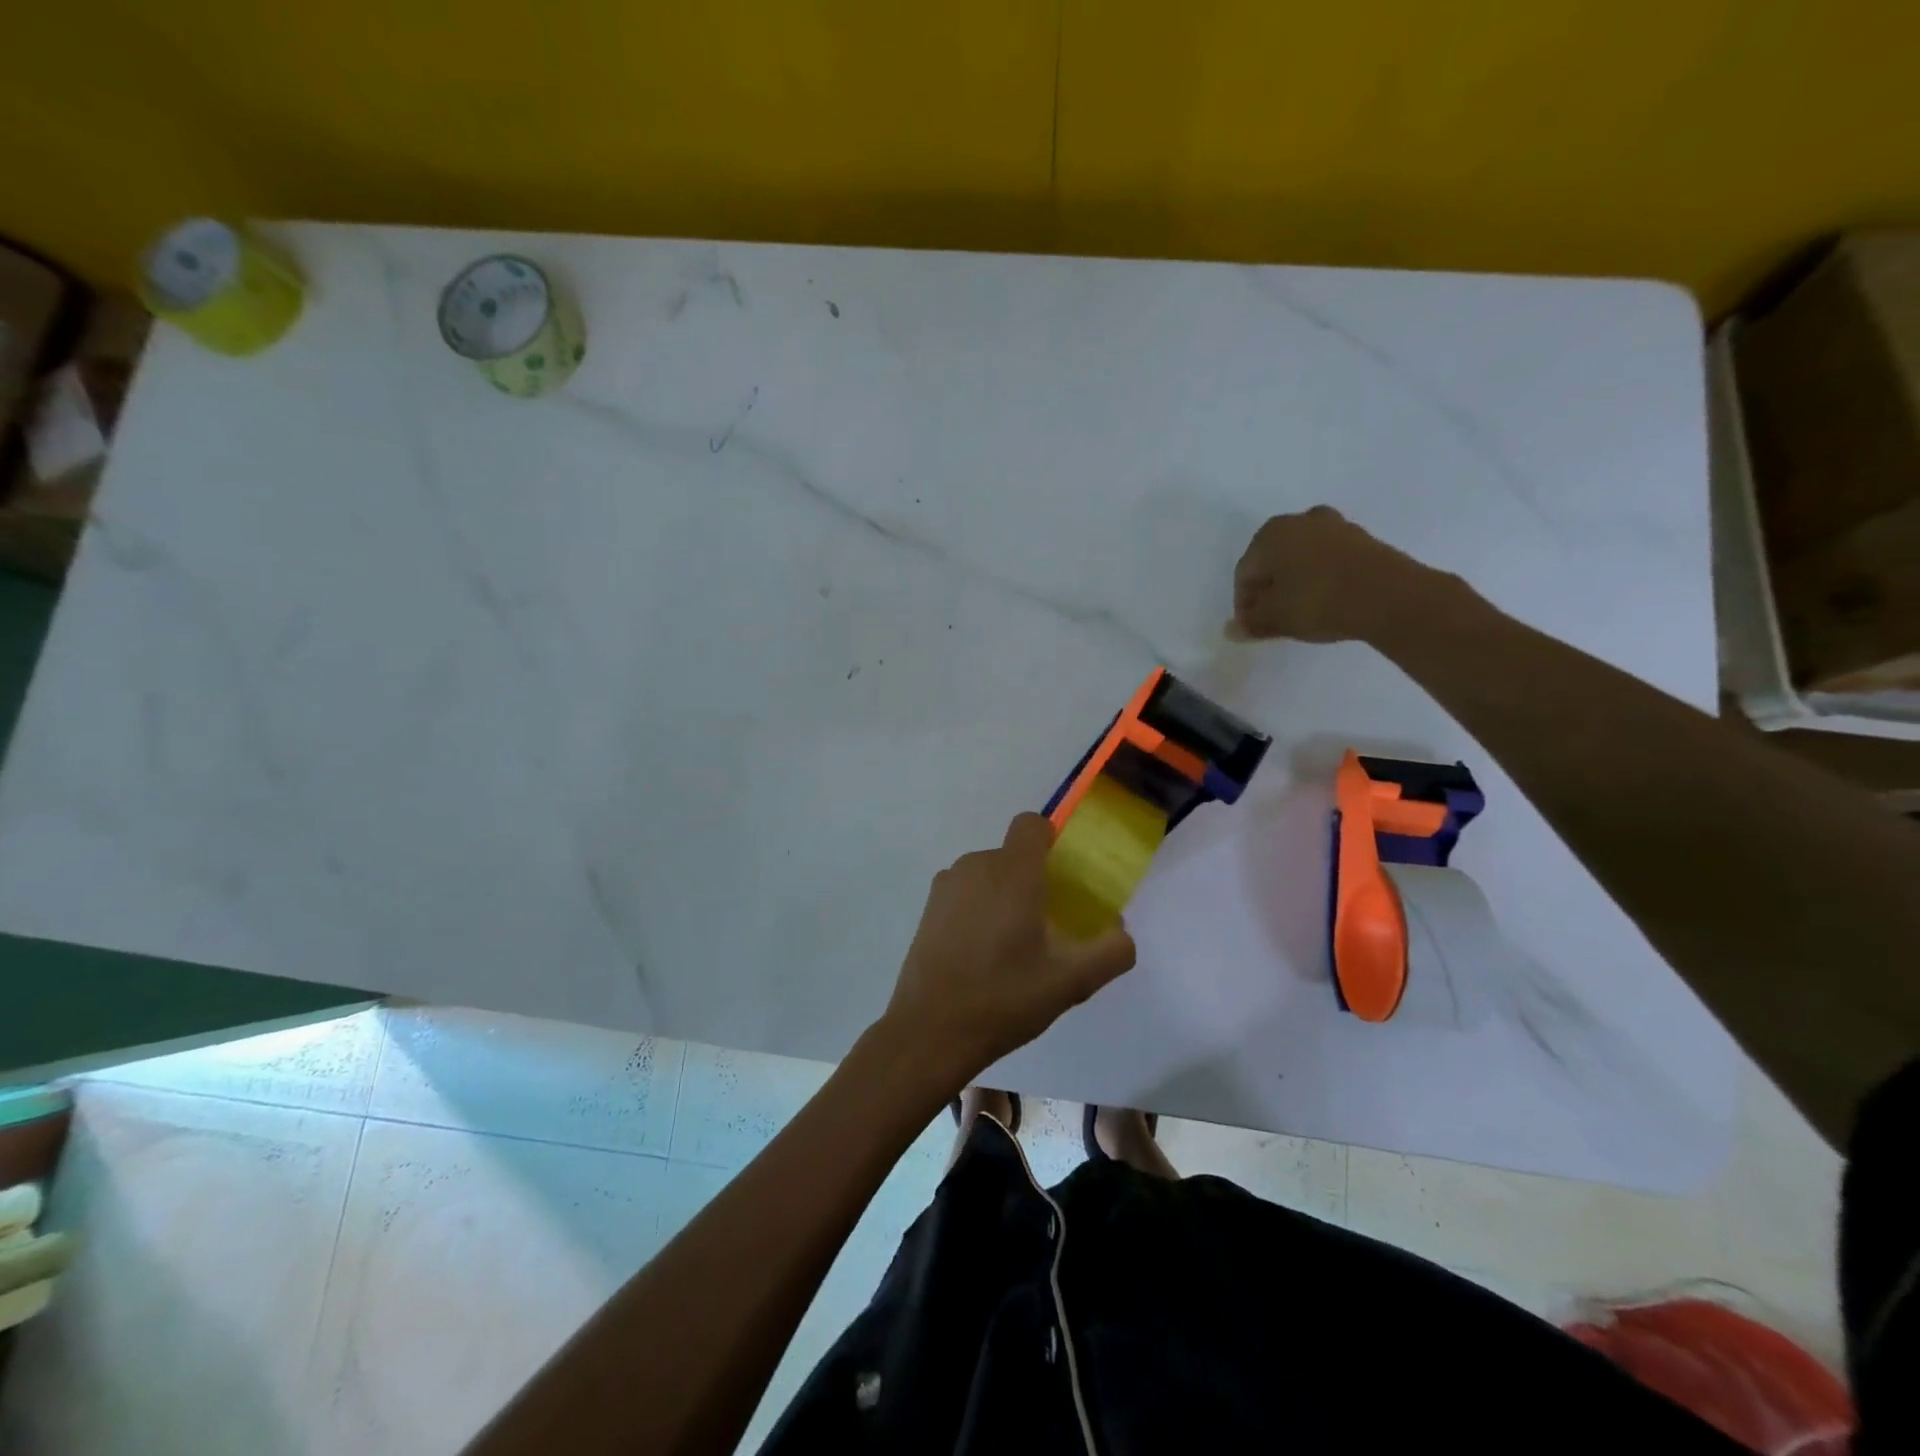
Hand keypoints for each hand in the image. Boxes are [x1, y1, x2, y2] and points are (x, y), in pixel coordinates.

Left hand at [881, 813, 1136, 1088]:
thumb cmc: (1005, 998)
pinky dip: (978, 911)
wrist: (930, 1031)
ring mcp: (946, 886)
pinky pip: (965, 893)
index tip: (1063, 880)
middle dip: (1032, 881)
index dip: (1051, 842)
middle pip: (1013, 856)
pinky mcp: (928, 908)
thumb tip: (1121, 932)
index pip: (1031, 825)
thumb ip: (1111, 951)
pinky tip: (981, 956)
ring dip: (1004, 898)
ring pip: (988, 876)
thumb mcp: (1072, 982)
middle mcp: (976, 866)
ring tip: (1013, 949)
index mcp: (1012, 872)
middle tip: (1046, 929)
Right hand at [1228, 506, 1444, 643]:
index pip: (1244, 573)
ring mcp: (1335, 526)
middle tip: (1275, 619)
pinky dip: (1321, 578)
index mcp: (1270, 534)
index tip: (1253, 627)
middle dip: (1269, 590)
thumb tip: (1230, 630)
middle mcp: (1299, 521)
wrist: (1390, 596)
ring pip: (1301, 559)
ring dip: (1296, 583)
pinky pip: (1328, 560)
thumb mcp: (1276, 619)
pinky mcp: (1362, 538)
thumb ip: (1250, 624)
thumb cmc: (1319, 601)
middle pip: (1272, 561)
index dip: (1244, 604)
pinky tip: (1326, 600)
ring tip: (1301, 611)